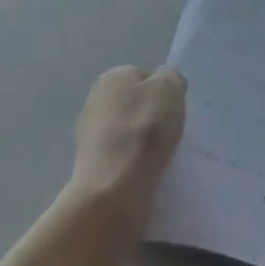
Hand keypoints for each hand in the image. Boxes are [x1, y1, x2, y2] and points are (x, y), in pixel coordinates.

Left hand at [69, 65, 185, 220]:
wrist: (113, 189)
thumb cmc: (145, 130)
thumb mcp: (170, 88)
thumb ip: (171, 77)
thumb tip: (165, 83)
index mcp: (112, 76)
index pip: (145, 77)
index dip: (163, 93)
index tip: (175, 111)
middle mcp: (95, 99)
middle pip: (135, 104)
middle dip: (151, 117)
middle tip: (170, 134)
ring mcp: (89, 134)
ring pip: (127, 132)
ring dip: (142, 143)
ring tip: (160, 158)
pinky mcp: (91, 166)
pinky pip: (121, 158)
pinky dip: (133, 164)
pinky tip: (145, 174)